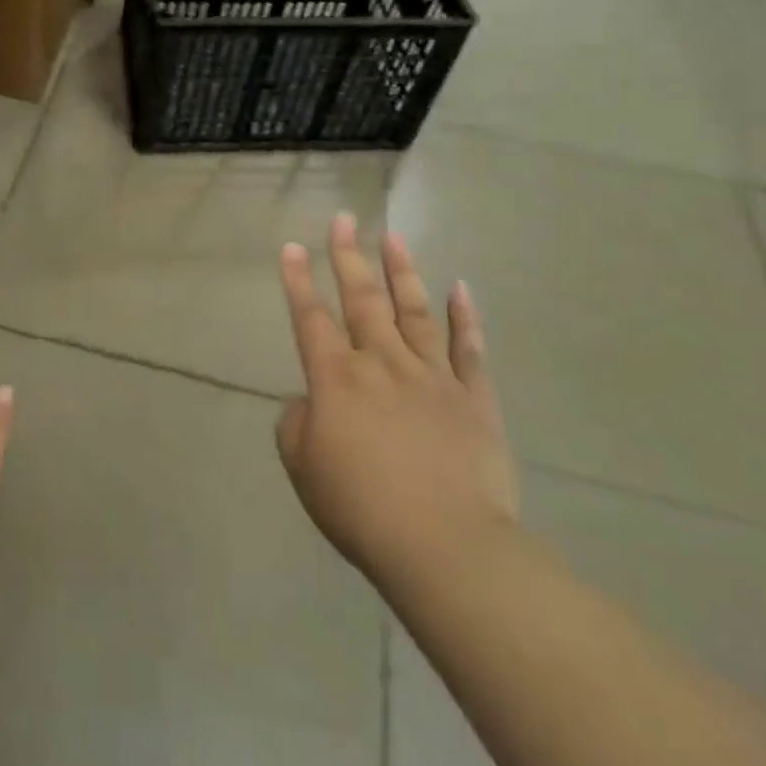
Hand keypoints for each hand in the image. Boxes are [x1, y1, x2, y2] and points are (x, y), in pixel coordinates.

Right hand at [276, 214, 518, 595]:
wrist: (446, 547)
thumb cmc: (362, 509)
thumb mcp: (304, 469)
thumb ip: (297, 425)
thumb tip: (312, 401)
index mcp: (336, 379)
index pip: (310, 318)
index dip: (298, 281)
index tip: (293, 247)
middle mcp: (382, 363)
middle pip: (362, 299)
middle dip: (349, 256)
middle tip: (344, 218)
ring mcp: (432, 376)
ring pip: (414, 310)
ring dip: (401, 271)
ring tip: (392, 236)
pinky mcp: (473, 398)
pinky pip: (468, 349)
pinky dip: (465, 317)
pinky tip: (460, 288)